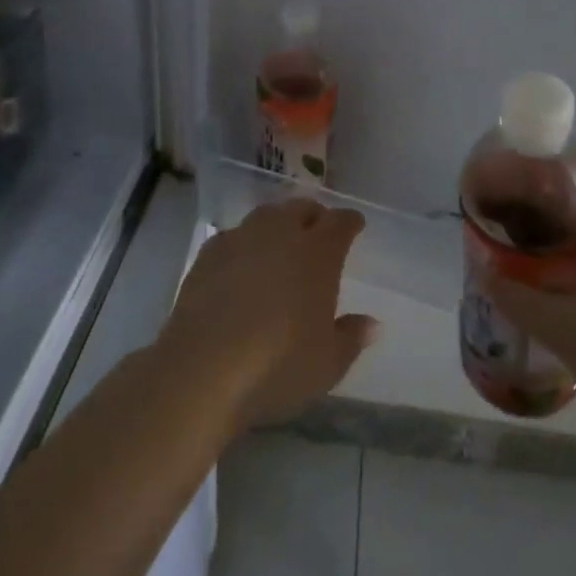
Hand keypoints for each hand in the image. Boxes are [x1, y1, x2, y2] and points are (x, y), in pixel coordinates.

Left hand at [154, 200, 380, 434]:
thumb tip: (372, 323)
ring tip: (281, 244)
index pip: (340, 222)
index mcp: (317, 253)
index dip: (350, 222)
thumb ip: (351, 337)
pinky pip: (235, 236)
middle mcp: (281, 233)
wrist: (204, 366)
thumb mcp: (328, 363)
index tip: (355, 226)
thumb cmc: (278, 365)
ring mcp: (242, 238)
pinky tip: (242, 263)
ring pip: (267, 215)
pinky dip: (245, 243)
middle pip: (302, 208)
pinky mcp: (209, 252)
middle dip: (314, 216)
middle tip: (319, 232)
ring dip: (279, 224)